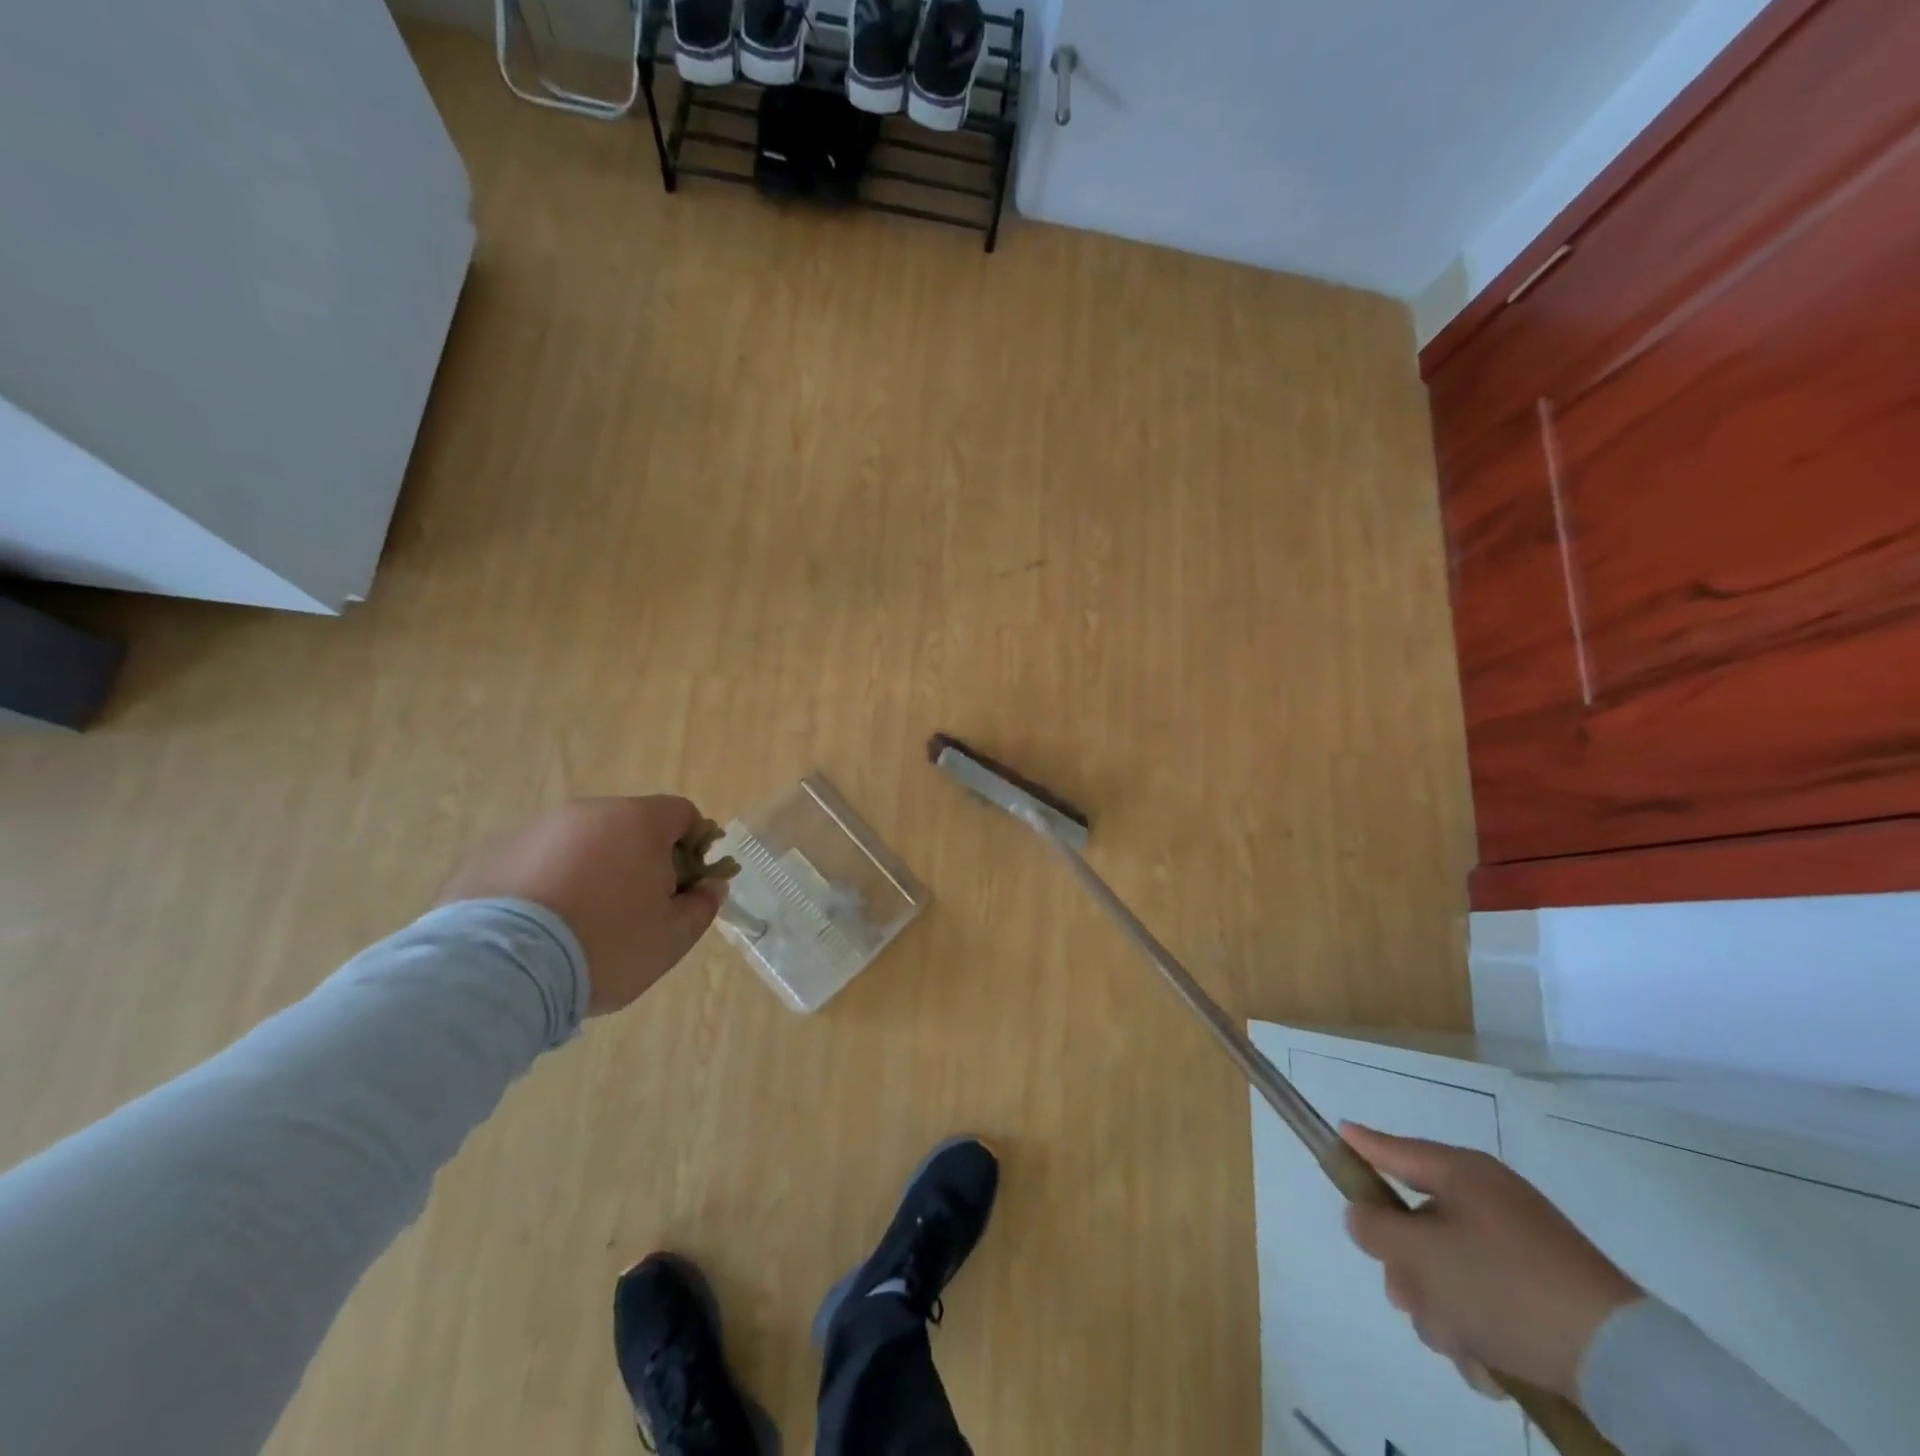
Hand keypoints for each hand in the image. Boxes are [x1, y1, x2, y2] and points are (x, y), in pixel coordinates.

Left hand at [437, 796, 725, 1015]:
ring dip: (591, 869)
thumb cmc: (605, 945)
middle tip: (635, 909)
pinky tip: (539, 927)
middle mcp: (586, 812)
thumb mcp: (672, 937)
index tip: (685, 885)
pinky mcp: (490, 853)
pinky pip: (536, 862)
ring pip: (580, 843)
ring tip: (579, 922)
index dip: (694, 846)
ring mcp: (534, 829)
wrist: (499, 970)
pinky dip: (546, 883)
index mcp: (637, 821)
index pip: (682, 814)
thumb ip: (702, 905)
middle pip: (629, 826)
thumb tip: (711, 885)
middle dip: (640, 859)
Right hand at [1341, 1122, 1641, 1399]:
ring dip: (1442, 1313)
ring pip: (1447, 1273)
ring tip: (1465, 1348)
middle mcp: (1486, 1201)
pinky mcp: (1543, 1295)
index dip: (1361, 1144)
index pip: (1394, 1149)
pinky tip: (1492, 1366)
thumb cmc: (1505, 1287)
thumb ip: (1375, 1228)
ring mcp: (1518, 1248)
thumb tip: (1361, 1216)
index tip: (1338, 1132)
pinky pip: (1485, 1304)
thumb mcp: (1422, 1255)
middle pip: (1416, 1225)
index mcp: (1460, 1174)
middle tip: (1412, 1302)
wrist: (1622, 1364)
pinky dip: (1479, 1334)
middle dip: (1408, 1272)